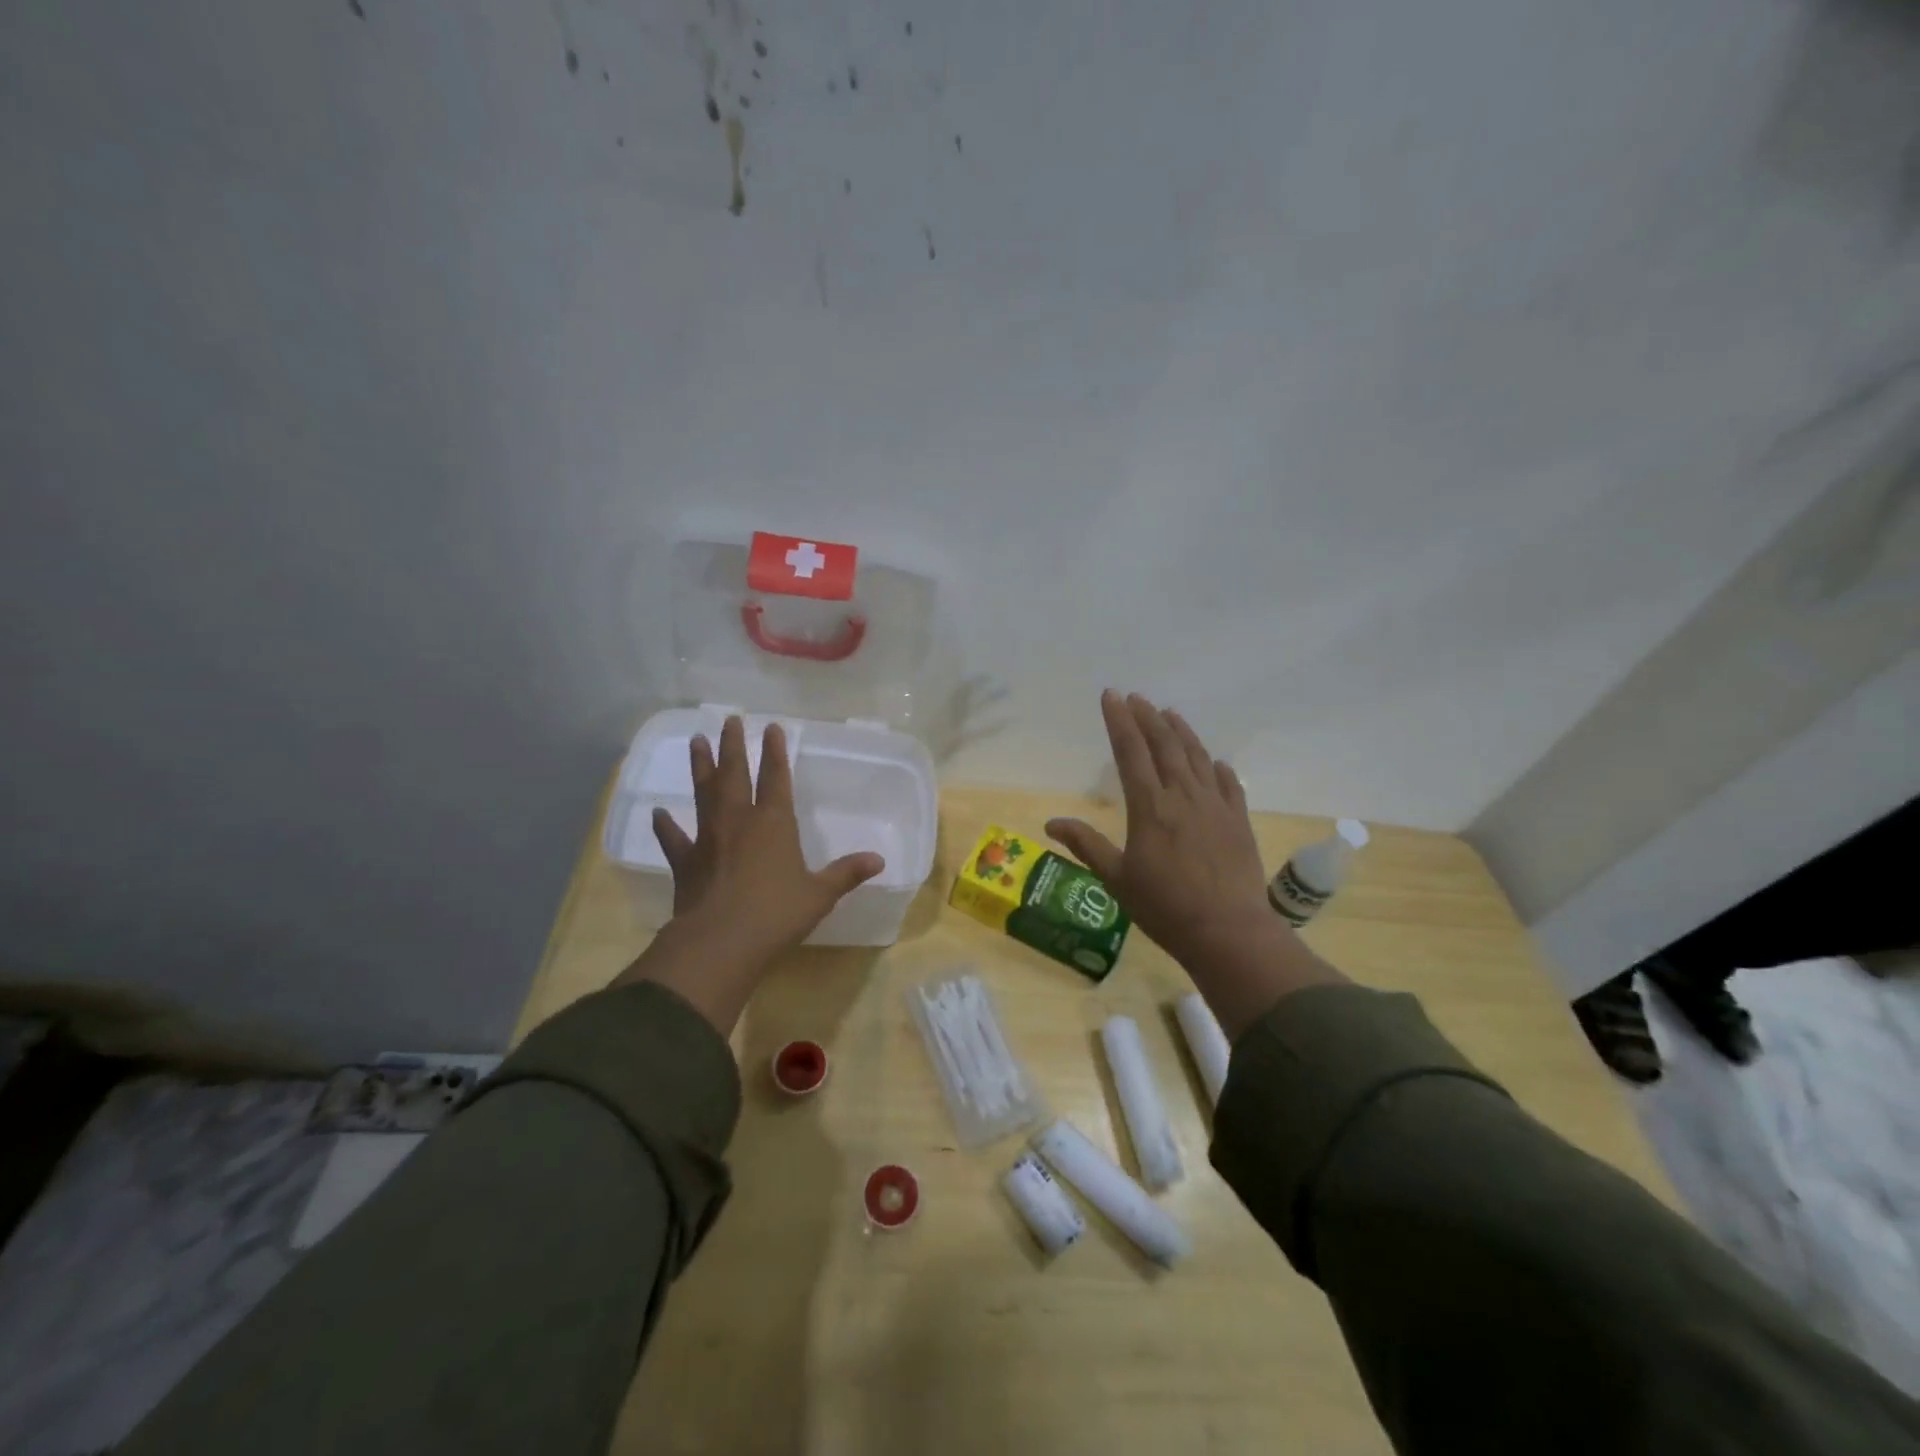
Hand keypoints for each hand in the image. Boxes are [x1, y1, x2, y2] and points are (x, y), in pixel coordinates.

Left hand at [615, 716, 884, 1031]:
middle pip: (734, 774)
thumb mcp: (820, 895)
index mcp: (773, 823)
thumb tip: (879, 860)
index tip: (772, 727)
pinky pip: (673, 838)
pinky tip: (657, 813)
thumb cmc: (776, 914)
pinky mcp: (686, 862)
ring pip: (704, 794)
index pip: (775, 778)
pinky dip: (665, 826)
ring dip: (701, 767)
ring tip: (696, 741)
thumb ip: (846, 874)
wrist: (721, 943)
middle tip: (729, 719)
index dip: (775, 752)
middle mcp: (739, 821)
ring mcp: (708, 839)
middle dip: (734, 745)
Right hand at [1047, 691, 1341, 1037]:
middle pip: (1165, 745)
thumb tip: (1051, 823)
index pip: (1130, 752)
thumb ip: (1086, 845)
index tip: (1112, 696)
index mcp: (1150, 806)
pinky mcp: (1238, 821)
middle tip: (1137, 697)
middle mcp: (1183, 796)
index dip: (1119, 721)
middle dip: (1148, 717)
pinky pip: (1229, 784)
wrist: (1228, 931)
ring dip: (1182, 732)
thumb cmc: (1164, 907)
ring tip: (1170, 714)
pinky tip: (1214, 761)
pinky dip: (1218, 768)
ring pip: (1197, 757)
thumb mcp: (1116, 878)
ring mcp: (1215, 806)